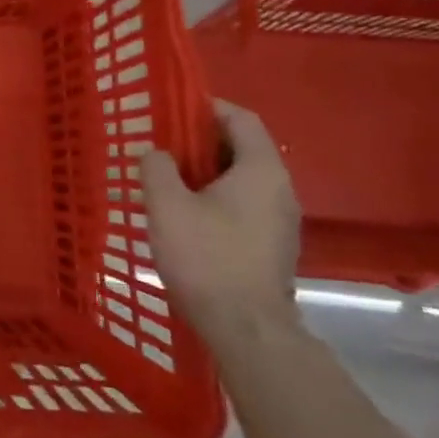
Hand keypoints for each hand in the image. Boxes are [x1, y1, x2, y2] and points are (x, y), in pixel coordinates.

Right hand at [139, 100, 301, 342]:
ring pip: (242, 180)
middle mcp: (280, 189)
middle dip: (201, 143)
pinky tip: (187, 218)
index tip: (173, 110)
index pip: (241, 119)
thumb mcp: (166, 205)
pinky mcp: (273, 247)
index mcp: (261, 170)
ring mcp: (281, 222)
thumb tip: (157, 154)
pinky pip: (244, 207)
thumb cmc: (206, 257)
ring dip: (207, 174)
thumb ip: (157, 168)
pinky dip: (217, 200)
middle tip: (162, 147)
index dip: (207, 108)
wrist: (246, 329)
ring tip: (168, 182)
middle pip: (243, 149)